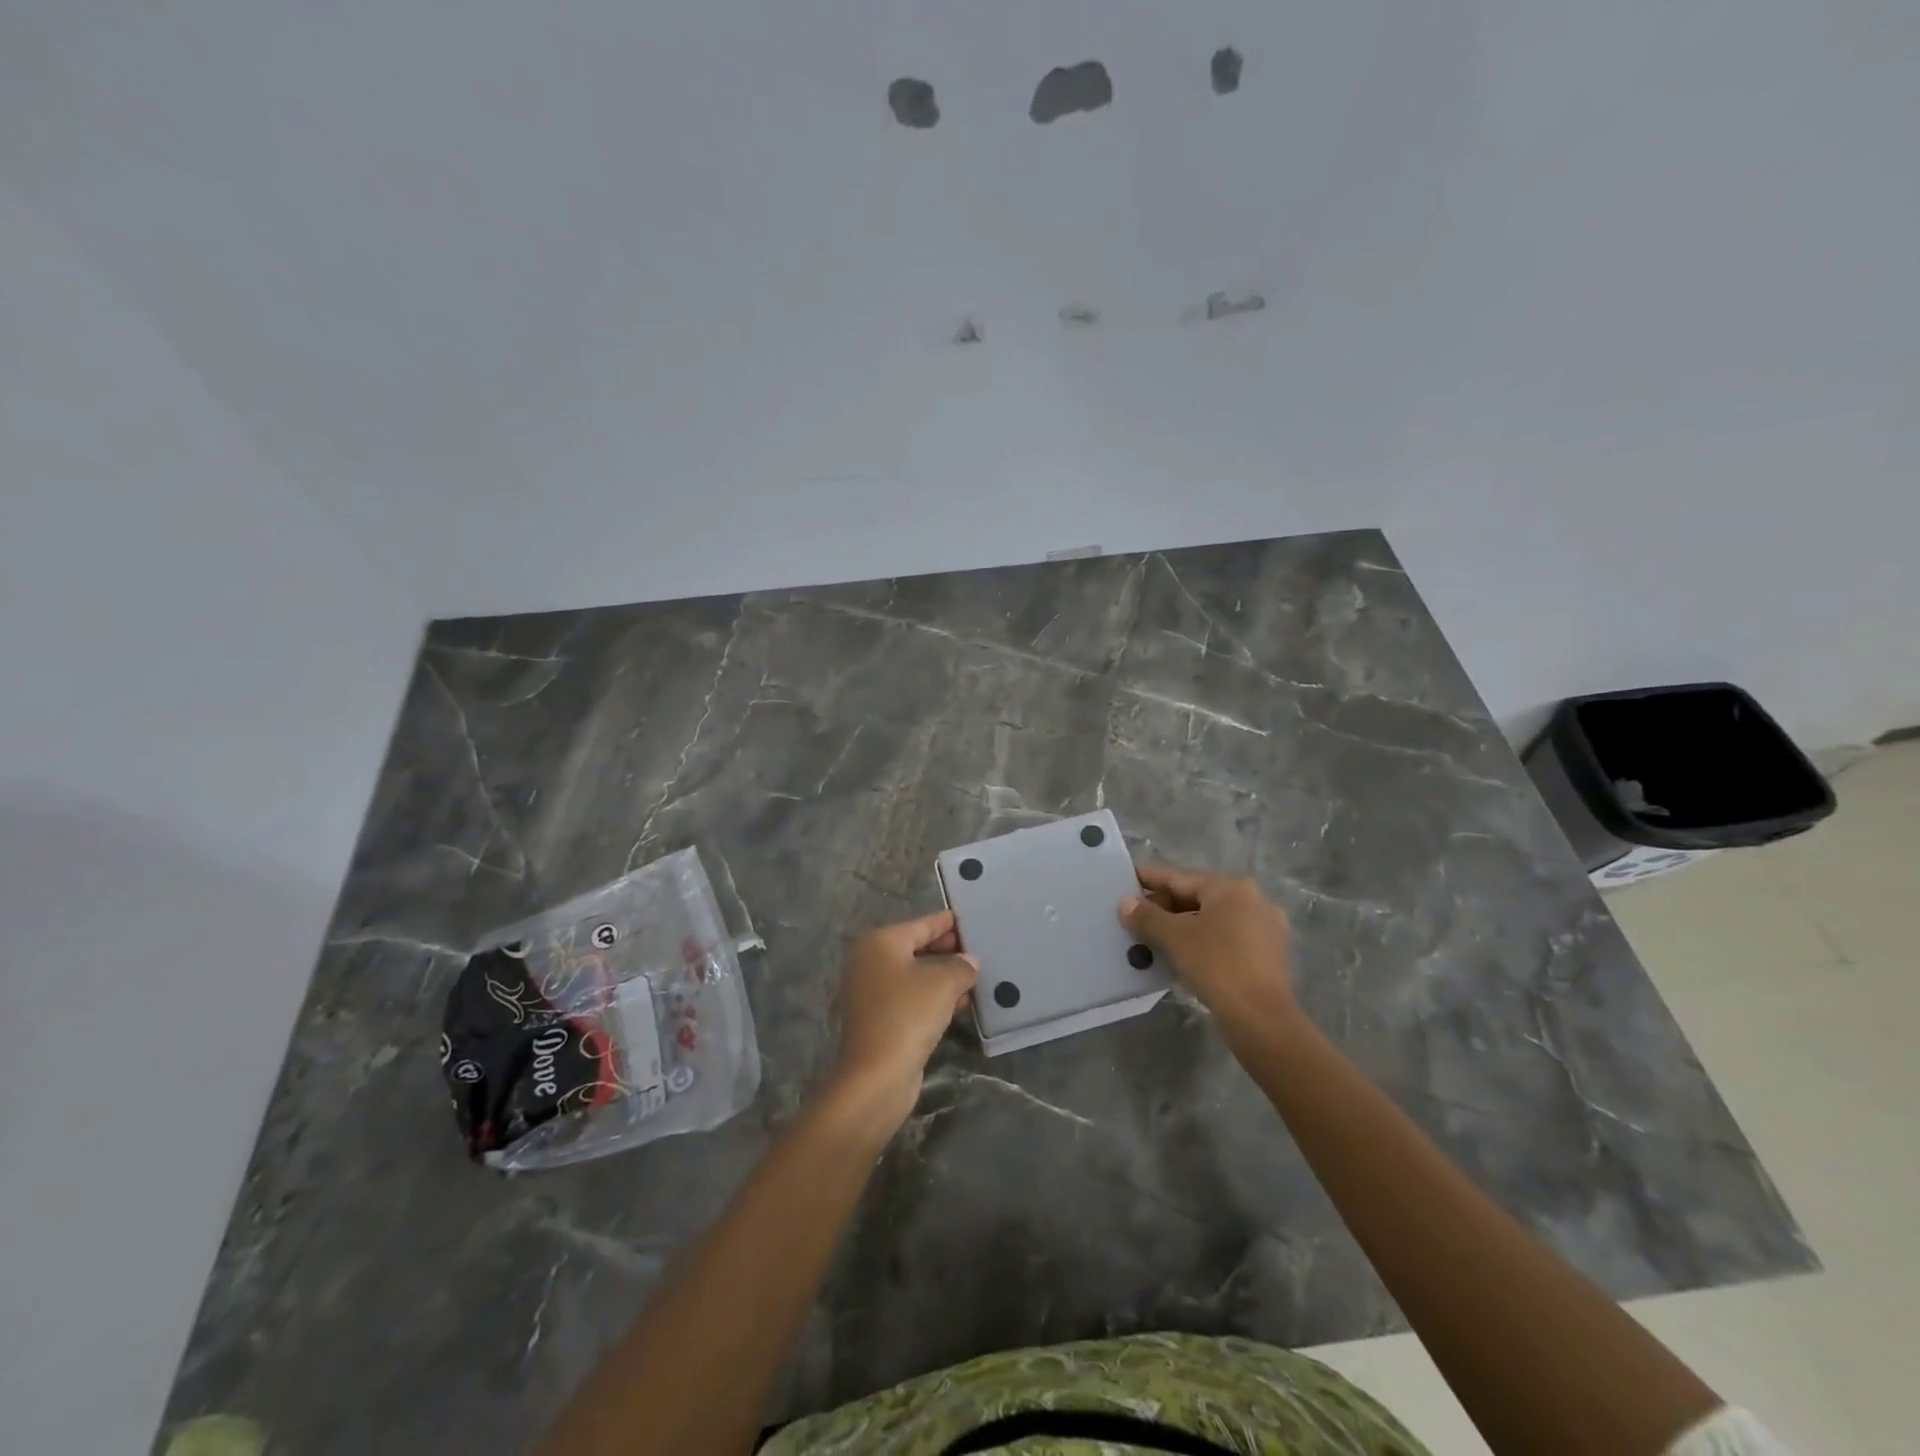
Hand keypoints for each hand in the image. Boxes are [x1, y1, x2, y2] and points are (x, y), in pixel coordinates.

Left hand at [824, 909, 977, 1138]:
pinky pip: (912, 998)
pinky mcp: (879, 1019)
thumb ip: (962, 966)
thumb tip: (969, 962)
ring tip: (978, 977)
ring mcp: (872, 992)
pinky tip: (962, 1003)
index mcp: (882, 942)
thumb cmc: (908, 1015)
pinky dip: (935, 998)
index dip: (950, 923)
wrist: (876, 1076)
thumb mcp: (943, 983)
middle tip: (981, 951)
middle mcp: (872, 962)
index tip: (973, 921)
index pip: (923, 924)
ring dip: (945, 977)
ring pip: (917, 975)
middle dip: (950, 951)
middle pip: (918, 948)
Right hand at [1120, 864, 1295, 1031]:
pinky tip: (1181, 953)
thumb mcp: (1175, 938)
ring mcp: (1265, 928)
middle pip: (1198, 896)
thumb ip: (1147, 916)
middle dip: (1164, 906)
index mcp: (1231, 888)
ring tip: (1152, 935)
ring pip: (1212, 919)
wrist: (1261, 1018)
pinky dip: (1201, 940)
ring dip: (1182, 925)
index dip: (1150, 878)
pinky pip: (1225, 937)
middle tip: (1134, 915)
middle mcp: (1252, 900)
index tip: (1128, 877)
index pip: (1180, 878)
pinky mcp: (1268, 954)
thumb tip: (1125, 903)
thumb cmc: (1217, 965)